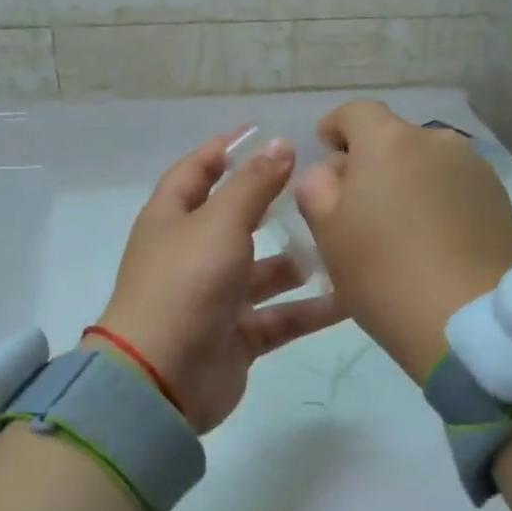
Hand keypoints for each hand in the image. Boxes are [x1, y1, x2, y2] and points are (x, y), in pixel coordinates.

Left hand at [95, 132, 344, 432]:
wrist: (161, 380)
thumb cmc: (185, 285)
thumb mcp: (219, 224)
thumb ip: (252, 185)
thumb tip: (279, 144)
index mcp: (172, 219)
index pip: (196, 171)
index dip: (225, 149)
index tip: (263, 131)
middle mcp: (192, 255)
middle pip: (235, 220)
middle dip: (272, 204)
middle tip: (319, 188)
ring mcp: (215, 298)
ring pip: (264, 272)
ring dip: (298, 261)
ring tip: (339, 245)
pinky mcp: (237, 337)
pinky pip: (280, 317)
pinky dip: (310, 309)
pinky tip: (351, 298)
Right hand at [296, 100, 511, 383]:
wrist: (469, 321)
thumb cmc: (384, 274)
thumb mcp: (328, 234)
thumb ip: (317, 188)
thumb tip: (331, 172)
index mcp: (389, 142)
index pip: (355, 112)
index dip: (335, 127)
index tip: (327, 152)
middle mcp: (437, 142)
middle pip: (394, 138)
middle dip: (373, 162)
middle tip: (360, 207)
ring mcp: (475, 169)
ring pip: (428, 164)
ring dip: (409, 182)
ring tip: (402, 230)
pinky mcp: (501, 200)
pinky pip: (456, 188)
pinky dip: (439, 202)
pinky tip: (435, 242)